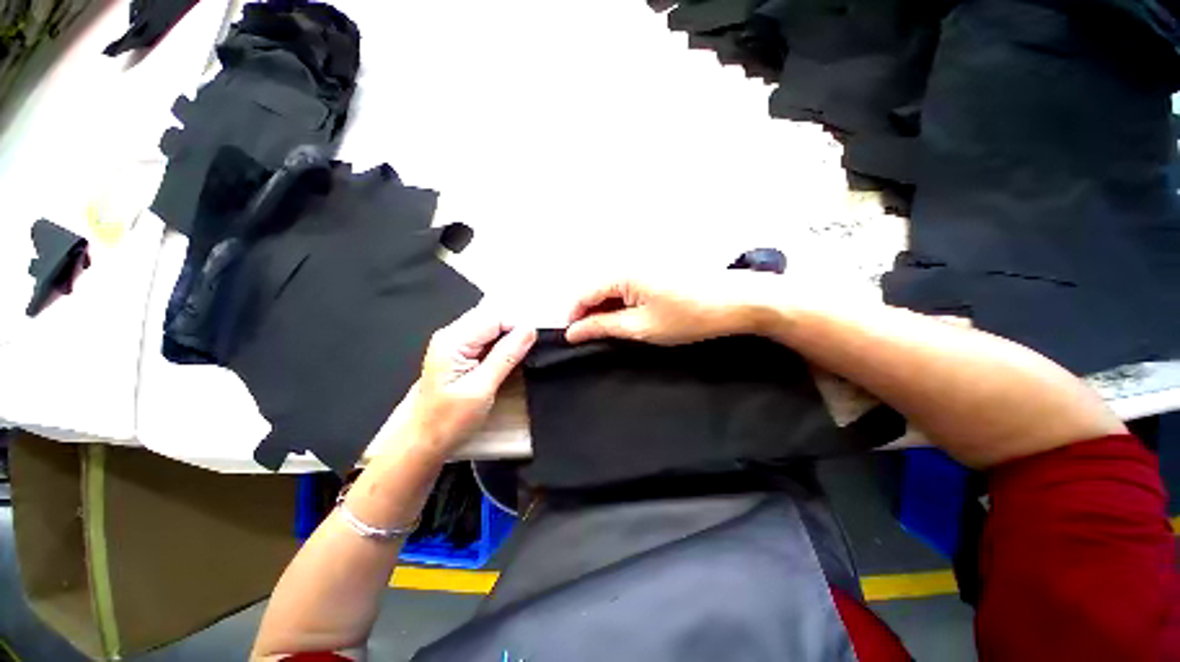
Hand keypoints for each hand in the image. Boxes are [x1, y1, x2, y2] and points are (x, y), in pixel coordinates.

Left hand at [401, 306, 535, 455]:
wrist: (422, 441)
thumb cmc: (449, 420)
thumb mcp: (482, 388)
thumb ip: (507, 355)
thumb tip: (530, 330)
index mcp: (453, 340)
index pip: (495, 317)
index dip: (518, 327)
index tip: (534, 346)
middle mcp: (451, 334)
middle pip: (492, 318)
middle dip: (514, 331)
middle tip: (528, 354)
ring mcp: (454, 342)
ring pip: (491, 328)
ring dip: (509, 339)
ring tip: (520, 358)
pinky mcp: (459, 352)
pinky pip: (486, 339)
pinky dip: (501, 346)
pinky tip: (507, 360)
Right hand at [565, 272, 776, 344]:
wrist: (739, 301)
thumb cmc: (688, 316)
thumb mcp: (641, 327)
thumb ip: (603, 327)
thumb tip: (573, 331)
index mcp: (622, 272)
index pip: (584, 293)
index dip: (574, 316)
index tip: (572, 339)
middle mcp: (629, 262)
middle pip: (597, 289)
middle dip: (591, 314)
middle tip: (594, 339)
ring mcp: (645, 264)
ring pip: (613, 288)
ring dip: (608, 310)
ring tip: (613, 332)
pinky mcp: (658, 270)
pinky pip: (630, 286)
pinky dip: (624, 304)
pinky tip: (631, 319)